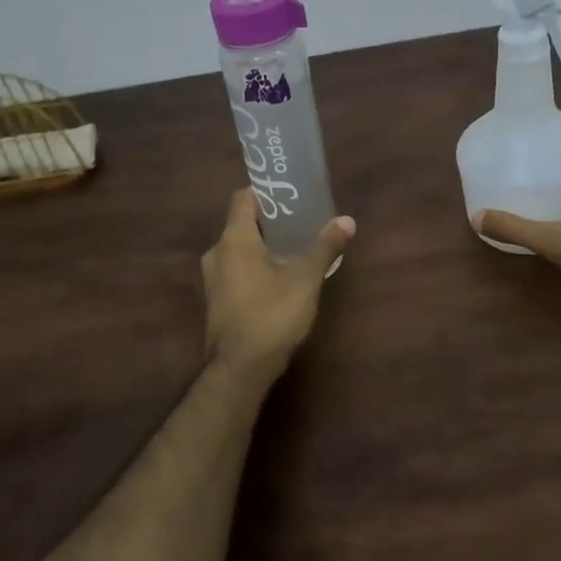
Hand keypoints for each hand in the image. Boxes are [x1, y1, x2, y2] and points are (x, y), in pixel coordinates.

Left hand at [202, 188, 356, 385]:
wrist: (239, 369)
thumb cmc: (271, 314)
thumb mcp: (305, 278)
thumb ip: (325, 246)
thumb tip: (347, 220)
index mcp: (234, 238)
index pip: (243, 197)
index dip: (265, 192)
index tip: (289, 194)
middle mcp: (217, 253)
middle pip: (242, 223)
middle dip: (270, 221)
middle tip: (300, 221)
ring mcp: (213, 279)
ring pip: (239, 250)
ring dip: (263, 246)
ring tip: (294, 249)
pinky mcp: (217, 301)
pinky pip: (236, 271)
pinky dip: (255, 267)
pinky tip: (279, 279)